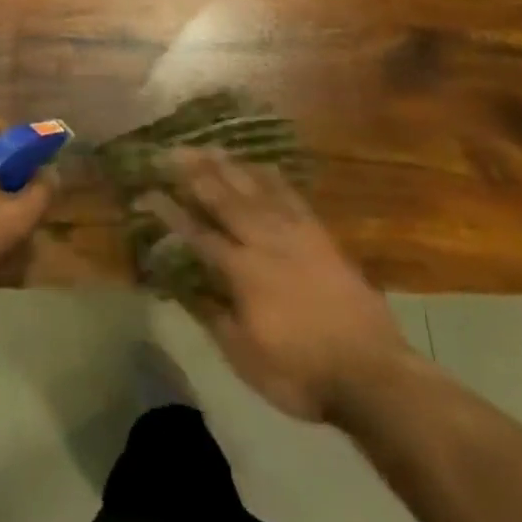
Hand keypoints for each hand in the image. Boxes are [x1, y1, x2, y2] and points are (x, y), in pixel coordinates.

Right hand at [141, 151, 413, 422]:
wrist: (373, 374)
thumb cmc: (301, 373)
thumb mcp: (245, 357)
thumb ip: (211, 315)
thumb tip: (178, 284)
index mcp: (242, 273)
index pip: (197, 234)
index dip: (170, 212)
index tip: (147, 191)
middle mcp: (264, 242)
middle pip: (224, 199)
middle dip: (194, 173)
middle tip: (172, 150)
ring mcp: (295, 235)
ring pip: (255, 190)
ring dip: (229, 166)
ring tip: (207, 146)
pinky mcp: (320, 236)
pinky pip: (291, 196)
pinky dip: (272, 177)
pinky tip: (260, 165)